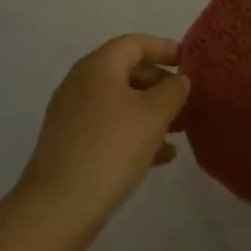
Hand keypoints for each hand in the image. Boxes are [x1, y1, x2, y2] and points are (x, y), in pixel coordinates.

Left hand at [14, 35, 189, 235]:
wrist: (58, 207)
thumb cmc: (112, 148)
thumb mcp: (154, 114)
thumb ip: (173, 90)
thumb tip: (179, 80)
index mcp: (98, 66)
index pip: (136, 43)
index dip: (166, 48)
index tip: (192, 63)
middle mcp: (81, 83)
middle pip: (128, 71)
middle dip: (161, 83)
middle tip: (189, 99)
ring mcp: (73, 115)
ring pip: (121, 102)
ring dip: (151, 110)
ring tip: (181, 128)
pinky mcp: (71, 143)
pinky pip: (110, 126)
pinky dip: (135, 132)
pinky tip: (161, 156)